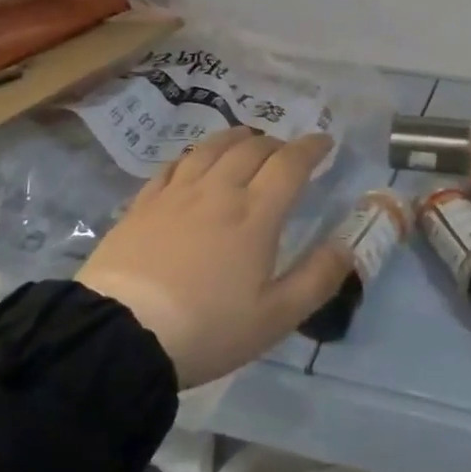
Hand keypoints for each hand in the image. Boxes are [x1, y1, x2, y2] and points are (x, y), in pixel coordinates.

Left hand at [75, 128, 350, 388]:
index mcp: (255, 214)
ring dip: (236, 137)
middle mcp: (219, 190)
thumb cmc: (207, 328)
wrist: (121, 334)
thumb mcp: (275, 317)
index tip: (324, 142)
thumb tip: (349, 244)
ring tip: (246, 139)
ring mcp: (177, 192)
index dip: (311, 148)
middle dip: (276, 143)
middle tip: (287, 152)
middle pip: (252, 149)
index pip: (290, 164)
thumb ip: (318, 278)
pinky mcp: (144, 203)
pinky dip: (194, 155)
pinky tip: (194, 161)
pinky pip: (174, 164)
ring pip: (211, 147)